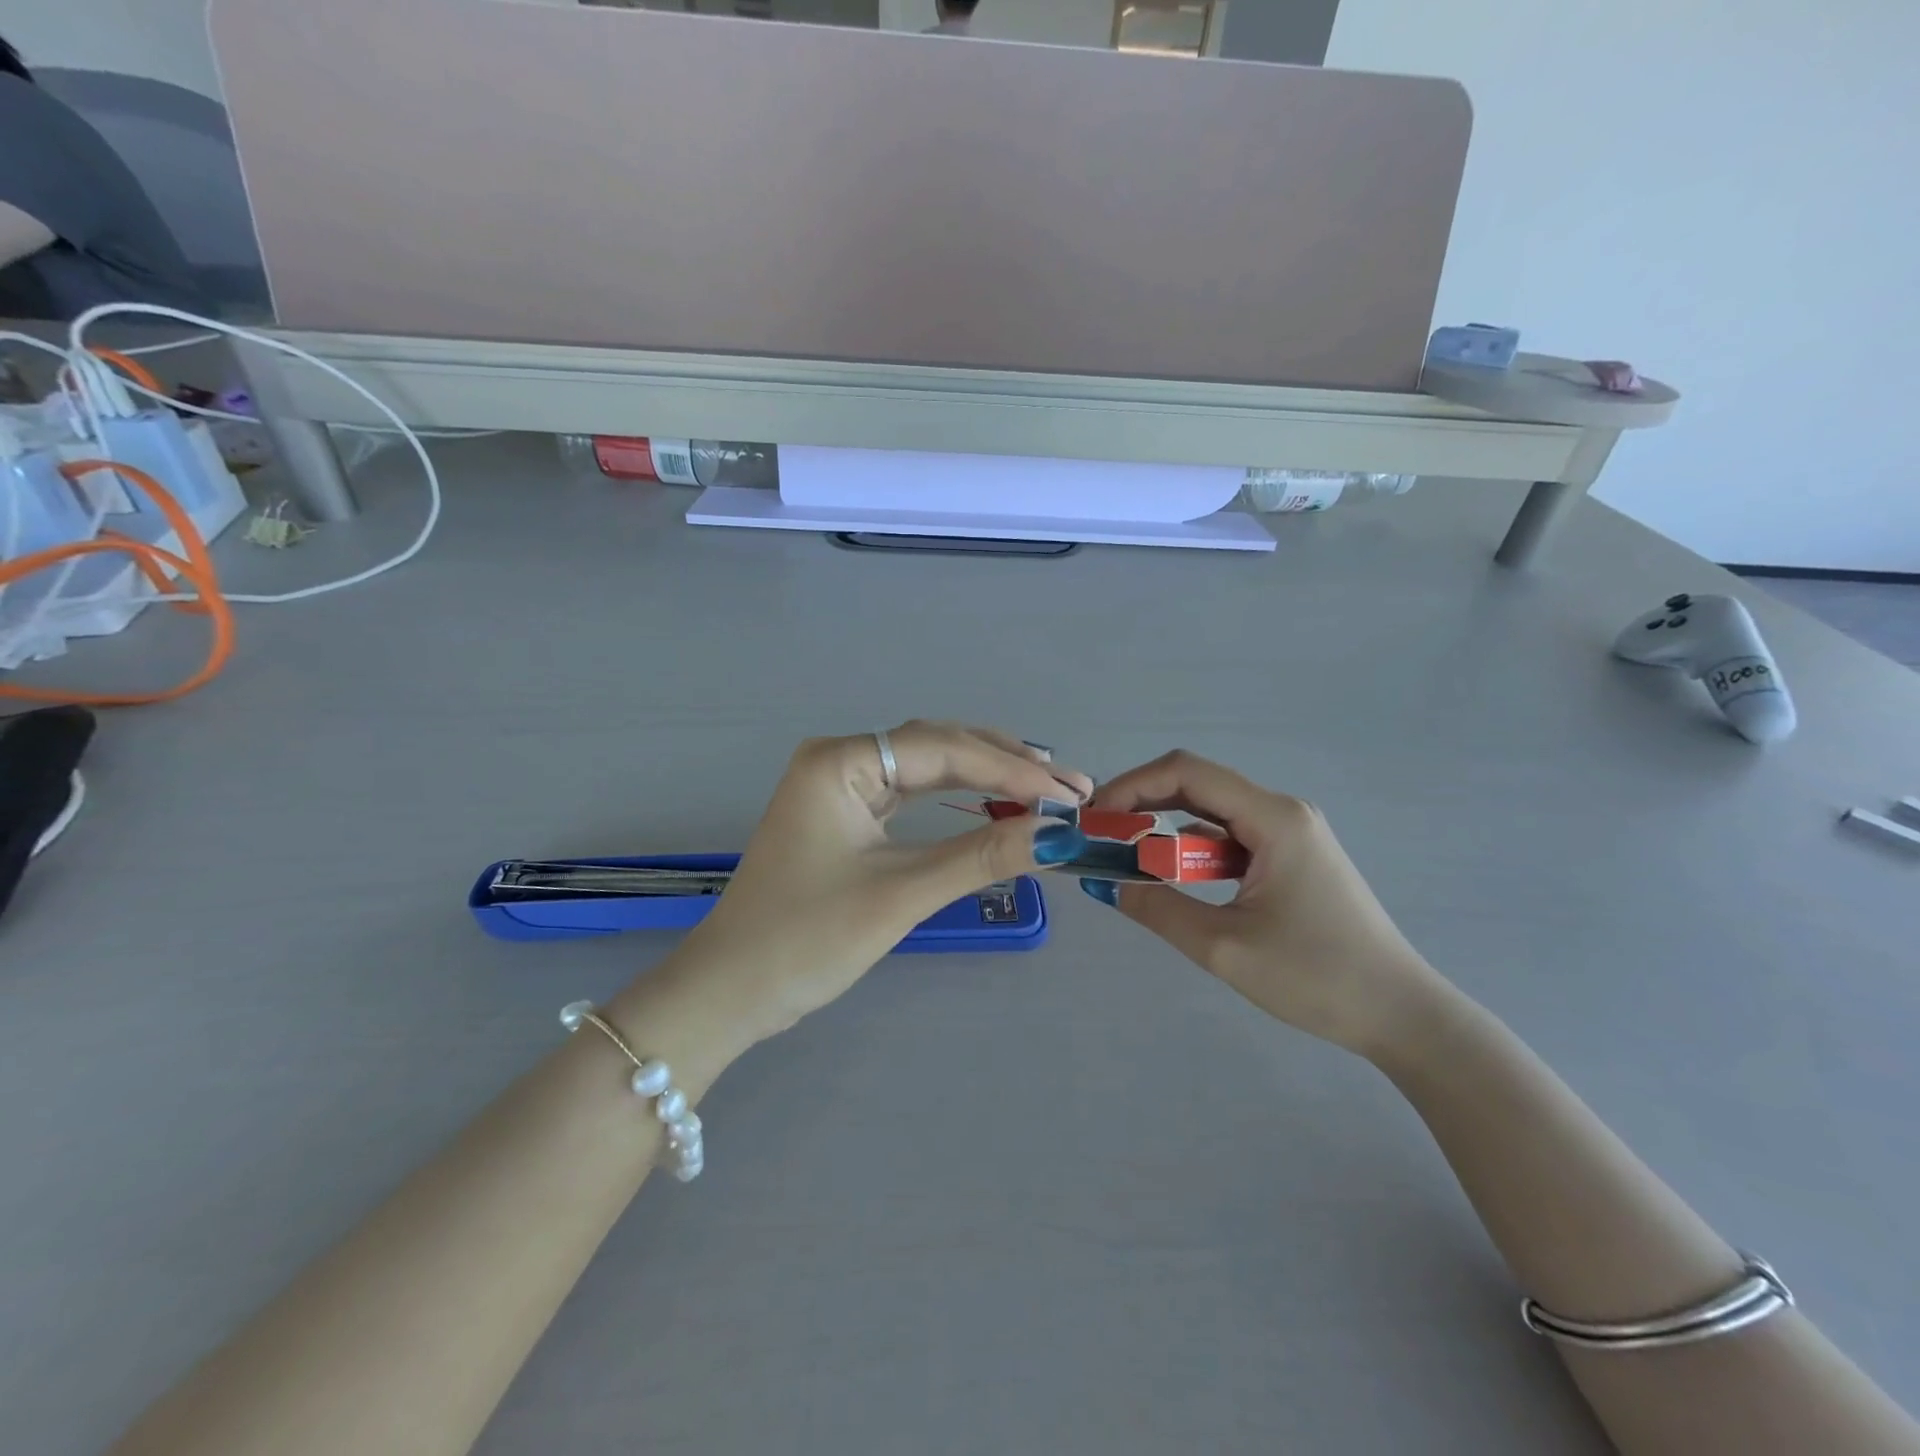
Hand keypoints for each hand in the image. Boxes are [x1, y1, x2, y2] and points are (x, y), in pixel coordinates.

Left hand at [675, 721, 1092, 1042]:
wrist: (732, 992)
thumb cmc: (807, 939)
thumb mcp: (900, 894)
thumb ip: (981, 856)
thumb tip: (1059, 835)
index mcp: (841, 761)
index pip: (943, 749)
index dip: (1011, 769)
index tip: (1069, 793)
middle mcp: (841, 759)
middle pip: (938, 746)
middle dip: (1005, 766)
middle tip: (1070, 787)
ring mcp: (842, 785)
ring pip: (928, 767)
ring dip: (986, 778)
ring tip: (1046, 790)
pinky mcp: (848, 815)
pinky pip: (913, 794)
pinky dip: (958, 800)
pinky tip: (995, 803)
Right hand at [1082, 751, 1446, 1058]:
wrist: (1401, 1015)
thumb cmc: (1316, 977)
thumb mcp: (1224, 947)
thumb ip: (1158, 909)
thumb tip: (1106, 884)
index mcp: (1273, 818)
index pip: (1186, 772)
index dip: (1131, 785)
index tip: (1094, 817)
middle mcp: (1282, 811)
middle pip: (1196, 785)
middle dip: (1142, 804)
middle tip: (1100, 836)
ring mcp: (1291, 833)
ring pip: (1211, 812)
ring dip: (1166, 830)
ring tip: (1125, 858)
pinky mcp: (1292, 857)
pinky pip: (1230, 837)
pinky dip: (1193, 850)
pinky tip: (1172, 877)